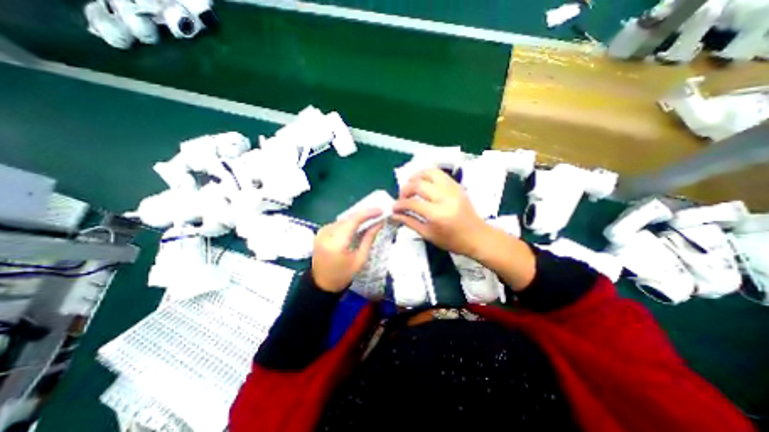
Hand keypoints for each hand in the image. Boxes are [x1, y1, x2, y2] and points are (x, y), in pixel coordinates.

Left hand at [311, 210, 382, 293]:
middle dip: (364, 213)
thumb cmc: (343, 275)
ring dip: (357, 216)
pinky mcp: (321, 232)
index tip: (380, 210)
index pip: (353, 220)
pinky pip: (338, 223)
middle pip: (348, 217)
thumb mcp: (360, 259)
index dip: (368, 213)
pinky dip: (350, 221)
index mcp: (336, 243)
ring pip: (343, 219)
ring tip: (371, 216)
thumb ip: (369, 238)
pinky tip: (359, 223)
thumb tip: (379, 223)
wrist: (322, 284)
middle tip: (378, 212)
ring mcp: (322, 232)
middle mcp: (326, 233)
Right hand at [393, 167, 488, 255]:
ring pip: (430, 173)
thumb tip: (394, 215)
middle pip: (419, 185)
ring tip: (410, 184)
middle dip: (405, 189)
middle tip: (402, 197)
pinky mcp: (457, 186)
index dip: (400, 204)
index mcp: (437, 214)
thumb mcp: (428, 235)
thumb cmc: (452, 240)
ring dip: (416, 176)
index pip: (412, 203)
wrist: (477, 236)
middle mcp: (445, 198)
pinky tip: (423, 182)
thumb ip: (410, 222)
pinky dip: (428, 175)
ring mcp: (453, 189)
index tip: (394, 208)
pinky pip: (440, 174)